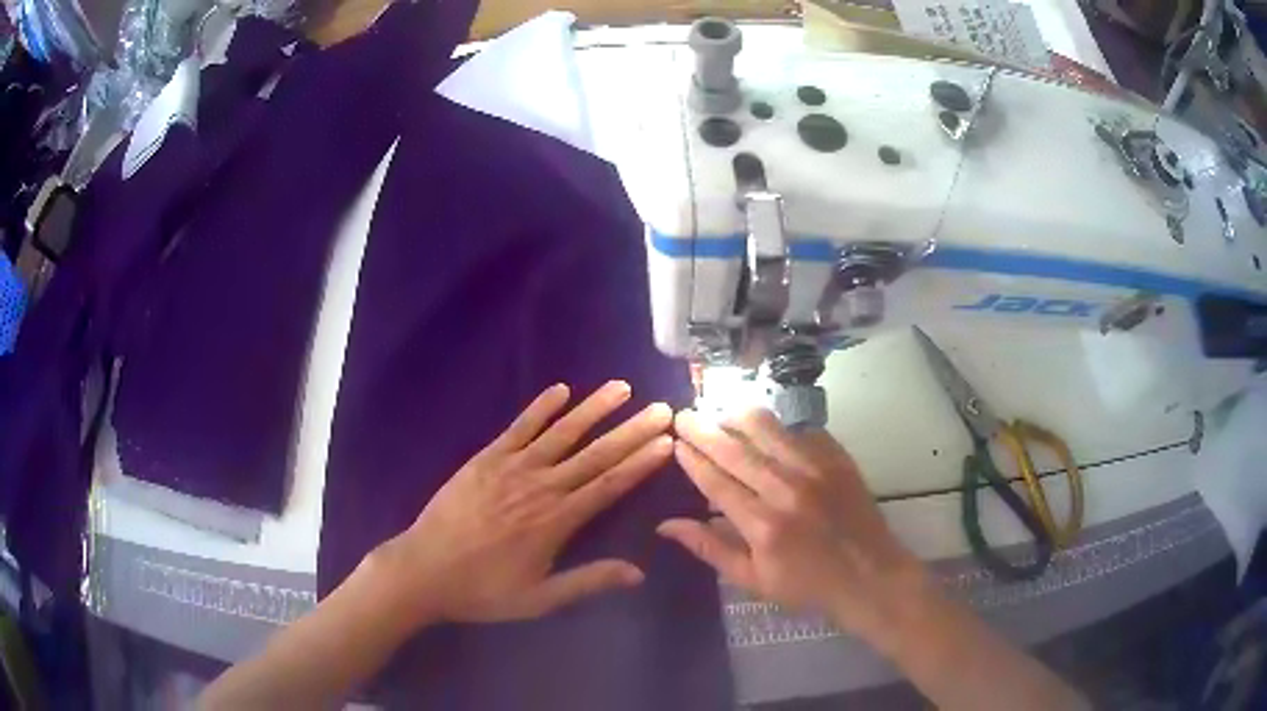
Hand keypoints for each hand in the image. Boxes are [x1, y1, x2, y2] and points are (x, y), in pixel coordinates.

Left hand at [371, 381, 672, 625]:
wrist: (424, 570)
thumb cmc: (483, 589)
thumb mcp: (539, 598)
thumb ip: (588, 582)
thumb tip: (638, 572)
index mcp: (556, 521)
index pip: (609, 485)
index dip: (640, 463)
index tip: (666, 441)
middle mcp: (540, 486)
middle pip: (594, 454)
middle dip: (630, 430)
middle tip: (661, 407)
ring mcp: (511, 468)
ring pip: (561, 433)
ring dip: (593, 409)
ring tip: (621, 387)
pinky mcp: (486, 459)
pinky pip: (518, 428)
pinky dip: (540, 408)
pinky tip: (560, 390)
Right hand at [658, 408, 931, 645]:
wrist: (870, 575)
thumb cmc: (807, 585)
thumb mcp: (752, 578)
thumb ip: (710, 548)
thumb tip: (666, 525)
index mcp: (762, 524)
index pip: (716, 481)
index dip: (692, 458)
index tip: (675, 440)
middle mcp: (786, 489)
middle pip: (735, 449)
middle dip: (704, 429)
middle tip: (685, 415)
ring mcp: (815, 468)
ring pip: (767, 428)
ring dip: (737, 416)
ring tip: (720, 412)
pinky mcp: (837, 458)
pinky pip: (800, 429)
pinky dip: (777, 426)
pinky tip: (766, 428)